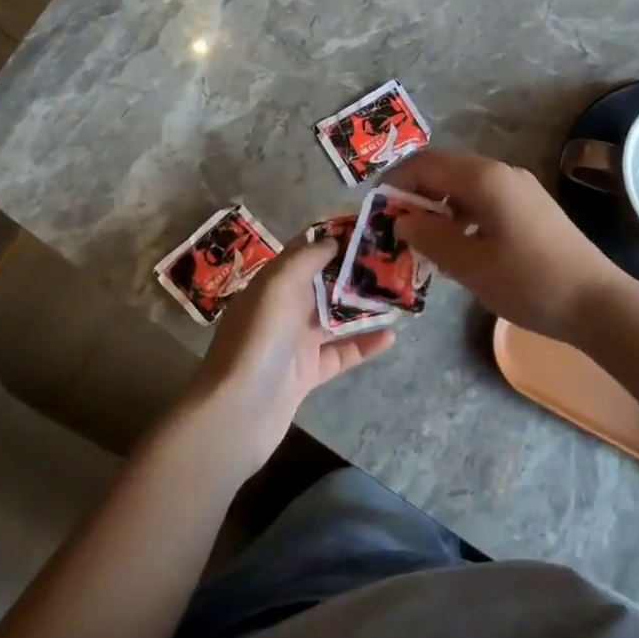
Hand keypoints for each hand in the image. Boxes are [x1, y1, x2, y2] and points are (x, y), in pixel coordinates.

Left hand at [190, 239, 394, 473]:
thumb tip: (333, 240)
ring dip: (365, 306)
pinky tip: (391, 336)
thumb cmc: (259, 338)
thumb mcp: (278, 285)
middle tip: (394, 259)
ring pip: (337, 317)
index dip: (334, 236)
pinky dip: (365, 344)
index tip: (368, 226)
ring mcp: (297, 342)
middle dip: (356, 270)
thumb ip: (307, 258)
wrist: (239, 411)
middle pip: (325, 282)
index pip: (305, 250)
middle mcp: (284, 308)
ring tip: (399, 294)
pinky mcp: (309, 372)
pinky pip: (343, 353)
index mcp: (273, 282)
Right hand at [382, 148, 633, 343]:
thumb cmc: (529, 282)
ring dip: (440, 207)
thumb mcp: (470, 265)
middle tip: (396, 229)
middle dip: (417, 195)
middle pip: (446, 171)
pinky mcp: (531, 207)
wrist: (597, 302)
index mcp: (484, 178)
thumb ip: (430, 238)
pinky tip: (459, 247)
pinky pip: (485, 200)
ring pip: (465, 187)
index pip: (426, 164)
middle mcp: (502, 172)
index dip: (396, 182)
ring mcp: (520, 188)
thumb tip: (402, 221)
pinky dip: (463, 216)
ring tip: (423, 242)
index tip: (376, 211)